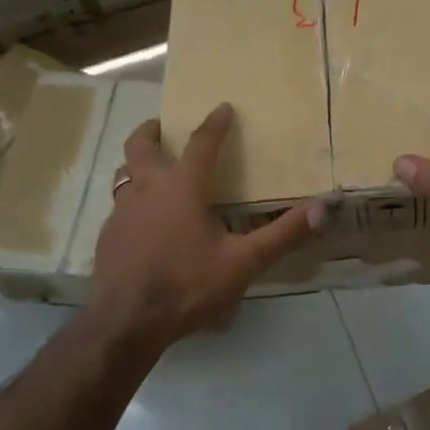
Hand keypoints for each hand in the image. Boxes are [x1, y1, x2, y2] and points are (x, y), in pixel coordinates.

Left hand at [89, 103, 323, 351]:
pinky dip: (131, 203)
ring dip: (136, 165)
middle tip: (161, 126)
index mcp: (182, 187)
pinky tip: (142, 224)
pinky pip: (118, 208)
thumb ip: (283, 234)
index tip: (223, 107)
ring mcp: (121, 213)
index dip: (214, 123)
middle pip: (140, 146)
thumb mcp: (243, 263)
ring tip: (150, 171)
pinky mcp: (107, 237)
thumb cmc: (187, 286)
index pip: (201, 143)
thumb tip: (322, 208)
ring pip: (123, 175)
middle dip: (151, 131)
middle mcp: (147, 190)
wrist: (126, 323)